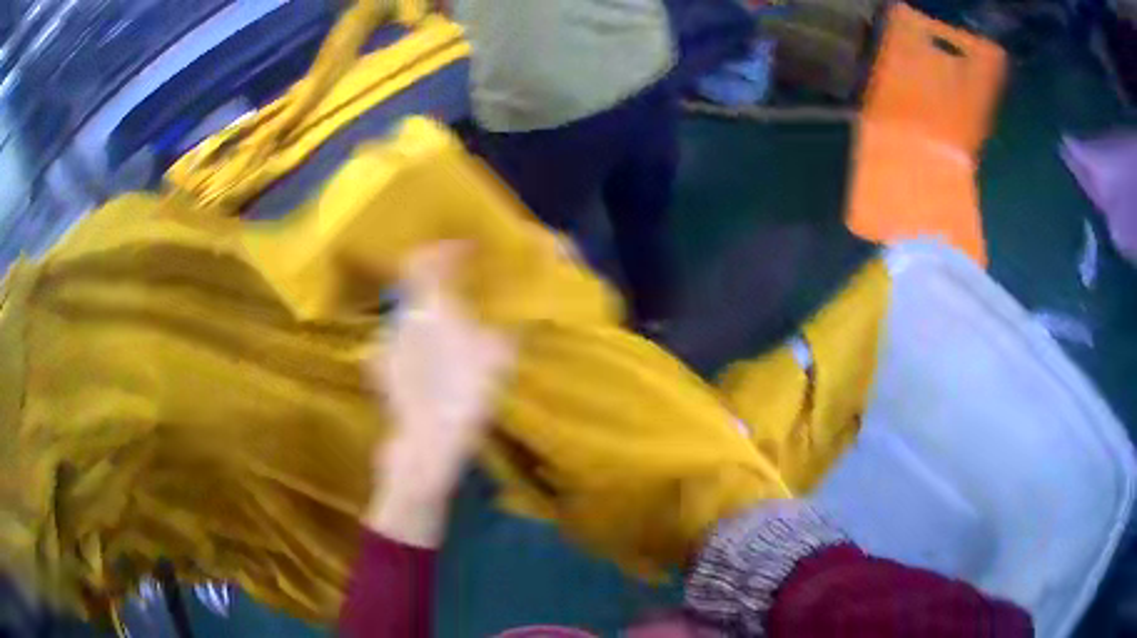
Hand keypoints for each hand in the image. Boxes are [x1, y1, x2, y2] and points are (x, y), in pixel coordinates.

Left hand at [364, 242, 515, 545]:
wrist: (428, 443)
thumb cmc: (463, 391)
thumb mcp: (499, 356)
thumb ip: (511, 328)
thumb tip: (523, 314)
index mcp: (429, 306)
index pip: (424, 260)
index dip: (442, 250)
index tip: (463, 250)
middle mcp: (402, 319)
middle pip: (417, 289)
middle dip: (439, 290)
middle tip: (463, 300)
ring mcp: (386, 347)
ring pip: (407, 321)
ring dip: (426, 321)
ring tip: (448, 339)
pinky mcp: (381, 375)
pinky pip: (398, 350)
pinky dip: (413, 351)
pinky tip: (428, 368)